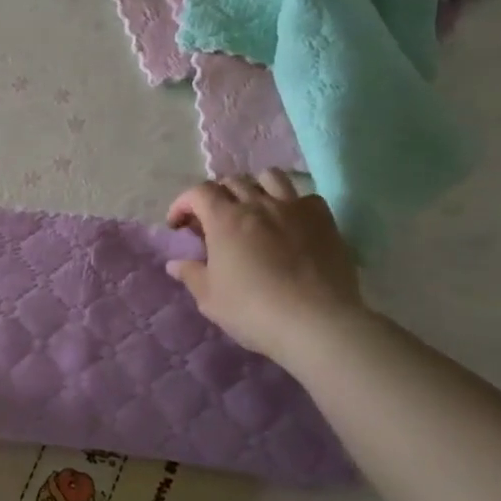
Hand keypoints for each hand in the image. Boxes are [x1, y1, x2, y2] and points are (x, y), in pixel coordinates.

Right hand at [165, 171, 365, 364]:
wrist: (317, 323)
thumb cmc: (253, 310)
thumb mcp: (210, 298)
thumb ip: (190, 274)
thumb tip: (175, 264)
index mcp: (224, 219)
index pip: (198, 192)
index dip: (184, 204)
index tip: (178, 226)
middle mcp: (258, 204)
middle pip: (232, 181)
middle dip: (216, 196)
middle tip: (213, 221)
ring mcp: (294, 209)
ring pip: (270, 177)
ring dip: (255, 188)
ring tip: (253, 210)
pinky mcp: (324, 221)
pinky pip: (305, 197)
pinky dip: (292, 204)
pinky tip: (290, 223)